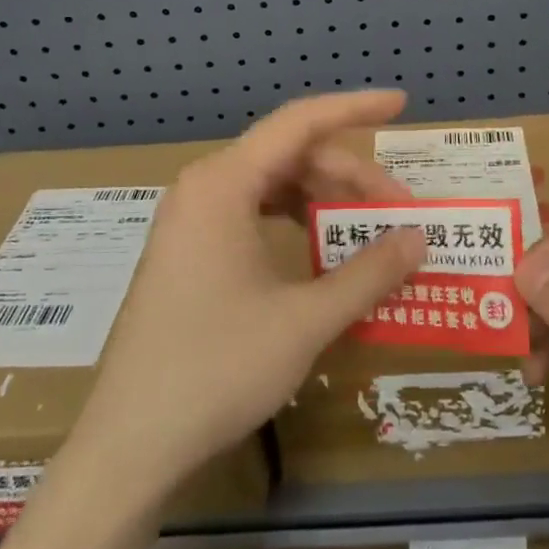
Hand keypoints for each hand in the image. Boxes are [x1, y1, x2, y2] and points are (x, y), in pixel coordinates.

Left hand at [74, 91, 425, 495]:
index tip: (402, 103)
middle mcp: (203, 189)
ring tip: (368, 233)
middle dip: (350, 178)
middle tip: (400, 213)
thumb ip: (369, 273)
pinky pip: (252, 216)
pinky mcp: (188, 253)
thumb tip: (418, 238)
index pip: (300, 123)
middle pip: (290, 158)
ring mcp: (191, 222)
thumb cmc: (217, 370)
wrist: (130, 445)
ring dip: (325, 202)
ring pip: (272, 187)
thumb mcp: (305, 320)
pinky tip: (321, 254)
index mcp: (223, 184)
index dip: (355, 108)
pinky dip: (295, 224)